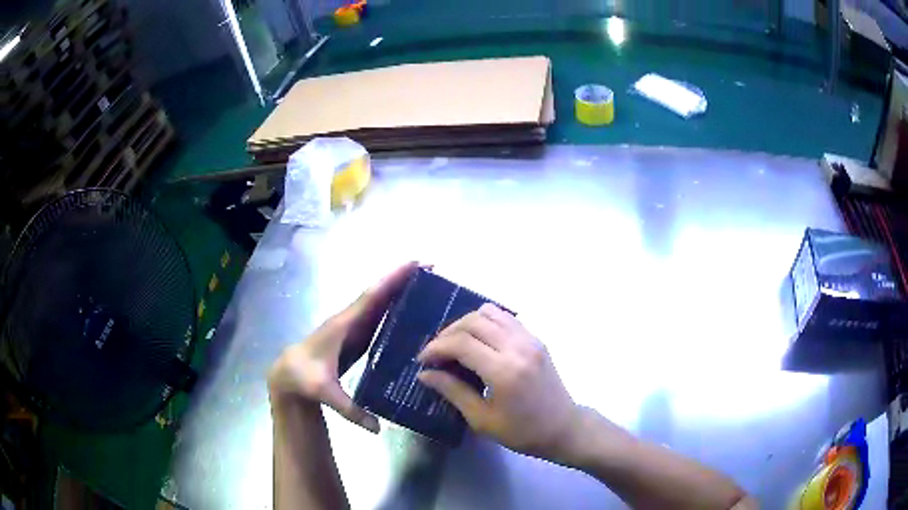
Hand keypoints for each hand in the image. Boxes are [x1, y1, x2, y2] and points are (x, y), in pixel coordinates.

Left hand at [268, 262, 417, 432]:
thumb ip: (350, 409)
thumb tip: (377, 429)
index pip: (371, 297)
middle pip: (379, 293)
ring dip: (400, 290)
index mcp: (343, 325)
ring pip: (379, 303)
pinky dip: (393, 307)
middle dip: (403, 278)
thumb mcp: (325, 393)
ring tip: (427, 283)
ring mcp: (352, 327)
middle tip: (431, 267)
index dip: (392, 280)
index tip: (414, 264)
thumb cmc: (303, 378)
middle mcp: (350, 320)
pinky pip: (377, 317)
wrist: (287, 376)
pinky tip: (410, 310)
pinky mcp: (355, 337)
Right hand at [417, 304, 579, 460]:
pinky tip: (479, 341)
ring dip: (467, 323)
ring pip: (490, 312)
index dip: (436, 347)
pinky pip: (506, 318)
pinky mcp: (536, 338)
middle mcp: (518, 347)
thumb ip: (453, 391)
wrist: (563, 427)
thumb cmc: (521, 431)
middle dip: (448, 333)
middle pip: (473, 321)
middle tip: (436, 352)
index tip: (423, 360)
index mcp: (504, 371)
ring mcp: (530, 339)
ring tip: (456, 344)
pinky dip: (486, 322)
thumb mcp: (482, 419)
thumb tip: (425, 374)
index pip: (461, 343)